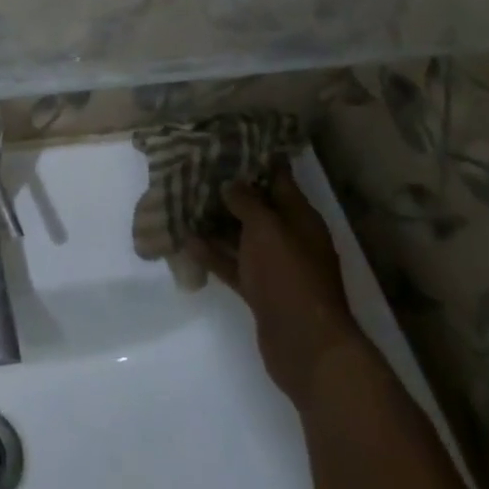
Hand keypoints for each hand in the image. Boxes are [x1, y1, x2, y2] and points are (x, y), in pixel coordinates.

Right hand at [193, 158, 369, 405]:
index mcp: (301, 218)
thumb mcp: (267, 229)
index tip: (226, 142)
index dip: (255, 160)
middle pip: (257, 207)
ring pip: (241, 236)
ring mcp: (274, 266)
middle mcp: (289, 238)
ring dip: (215, 222)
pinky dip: (212, 254)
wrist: (306, 346)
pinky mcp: (259, 291)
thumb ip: (247, 202)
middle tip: (193, 170)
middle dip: (229, 191)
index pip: (279, 179)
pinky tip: (186, 240)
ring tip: (182, 201)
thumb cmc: (290, 277)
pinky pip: (232, 264)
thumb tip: (231, 183)